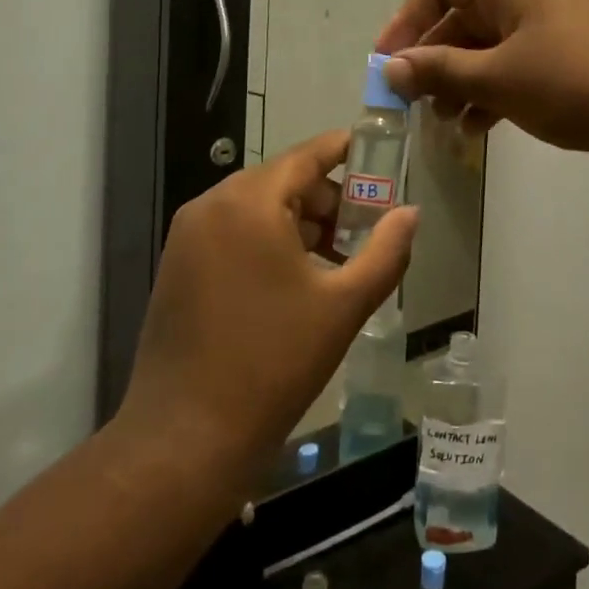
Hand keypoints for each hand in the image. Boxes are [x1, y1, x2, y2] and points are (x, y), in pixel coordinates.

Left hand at [118, 132, 419, 488]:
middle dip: (329, 200)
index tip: (378, 151)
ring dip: (301, 223)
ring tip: (339, 261)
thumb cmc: (274, 363)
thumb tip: (410, 213)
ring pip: (258, 208)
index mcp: (249, 203)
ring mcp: (188, 236)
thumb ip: (386, 252)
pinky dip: (269, 241)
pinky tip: (297, 280)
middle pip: (283, 181)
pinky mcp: (178, 266)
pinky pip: (234, 233)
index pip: (306, 156)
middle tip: (367, 231)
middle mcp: (212, 205)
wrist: (186, 438)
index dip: (344, 150)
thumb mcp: (343, 305)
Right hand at [375, 0, 588, 171]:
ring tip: (442, 124)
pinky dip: (490, 93)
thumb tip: (392, 68)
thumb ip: (440, 70)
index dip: (407, 21)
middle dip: (433, 61)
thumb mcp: (497, 77)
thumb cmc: (573, 82)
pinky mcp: (565, 58)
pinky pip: (512, 67)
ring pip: (486, 48)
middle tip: (410, 103)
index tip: (386, 64)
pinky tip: (476, 130)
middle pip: (461, 18)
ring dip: (459, 83)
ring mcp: (549, 26)